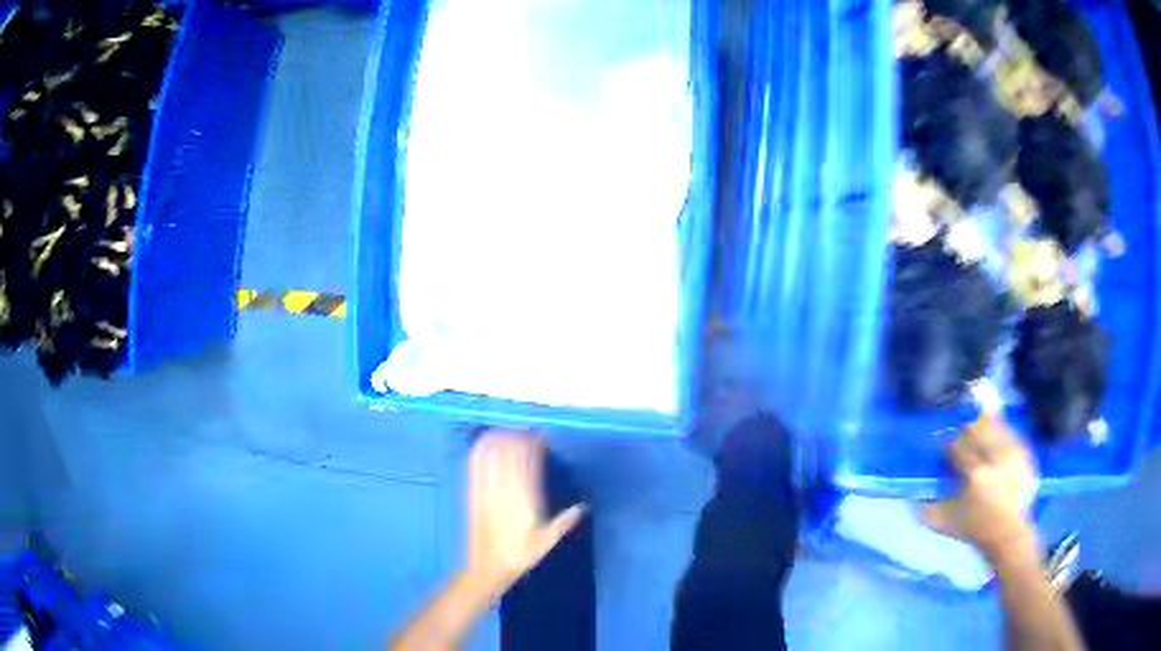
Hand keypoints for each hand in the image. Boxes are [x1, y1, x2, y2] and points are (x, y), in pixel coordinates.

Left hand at [466, 432, 586, 595]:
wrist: (489, 566)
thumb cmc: (520, 554)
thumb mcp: (546, 541)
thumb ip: (563, 522)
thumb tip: (582, 507)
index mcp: (525, 498)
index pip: (529, 463)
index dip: (535, 446)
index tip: (543, 438)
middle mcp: (505, 490)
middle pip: (510, 454)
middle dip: (518, 438)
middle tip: (527, 433)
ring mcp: (487, 490)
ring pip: (492, 456)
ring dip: (499, 440)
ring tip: (507, 432)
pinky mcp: (474, 494)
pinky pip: (475, 466)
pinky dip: (480, 451)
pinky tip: (483, 443)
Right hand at [923, 417, 1039, 560]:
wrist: (1008, 534)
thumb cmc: (975, 530)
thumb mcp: (946, 523)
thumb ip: (927, 507)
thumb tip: (914, 492)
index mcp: (975, 473)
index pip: (957, 445)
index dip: (948, 449)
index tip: (946, 457)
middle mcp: (996, 457)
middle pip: (976, 427)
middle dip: (966, 434)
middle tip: (962, 446)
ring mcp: (1012, 452)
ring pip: (994, 424)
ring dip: (983, 429)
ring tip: (978, 442)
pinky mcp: (1024, 452)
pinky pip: (1009, 431)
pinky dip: (999, 433)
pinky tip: (994, 444)